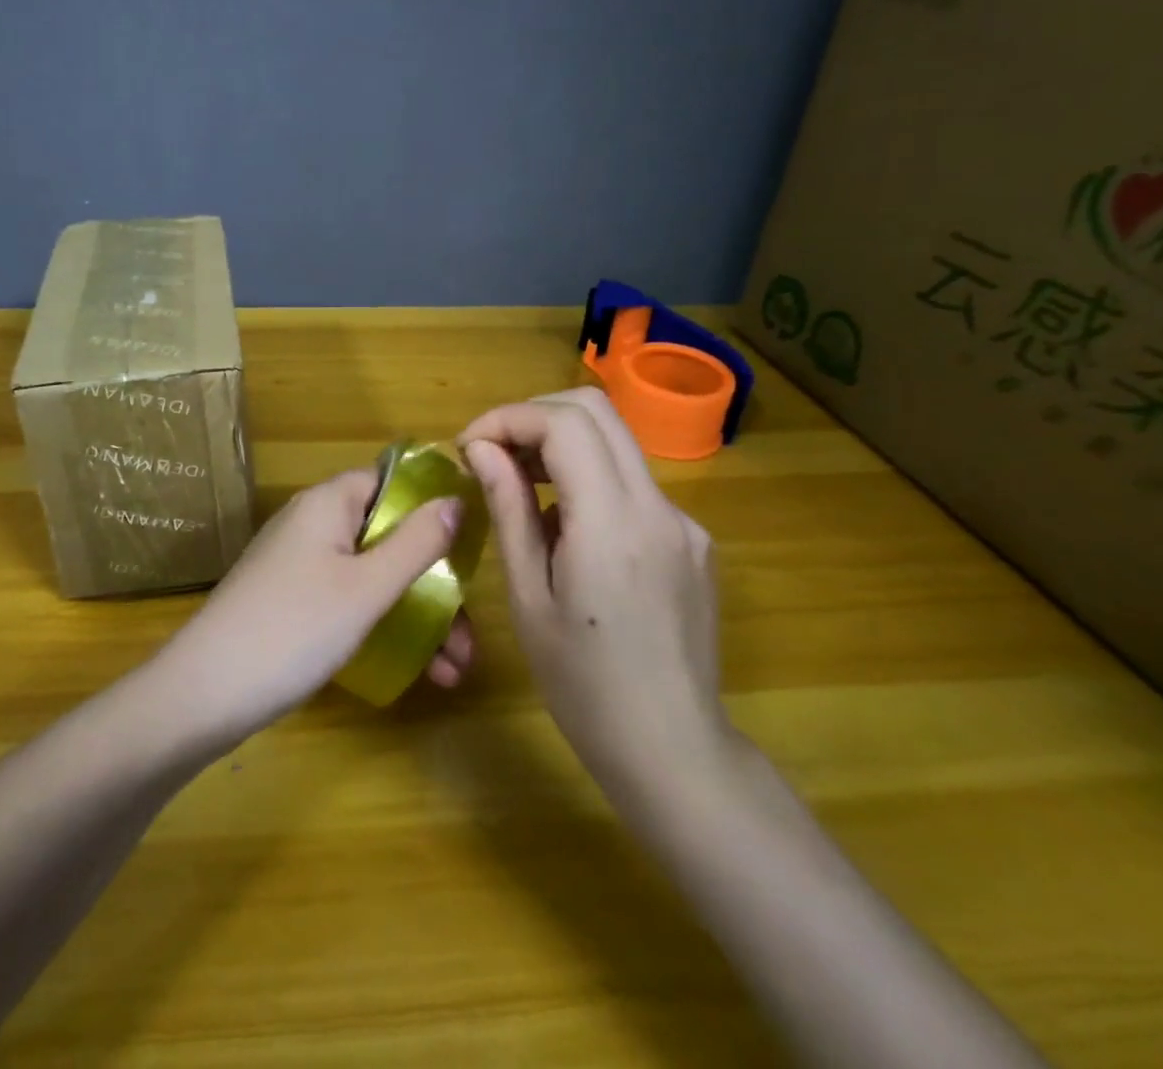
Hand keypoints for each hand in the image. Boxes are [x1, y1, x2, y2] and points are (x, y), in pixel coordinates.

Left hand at [155, 470, 476, 744]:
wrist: (204, 693)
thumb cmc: (294, 628)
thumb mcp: (367, 588)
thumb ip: (416, 543)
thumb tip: (456, 501)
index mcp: (328, 504)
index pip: (391, 482)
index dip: (432, 507)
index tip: (471, 548)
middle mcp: (313, 524)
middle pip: (388, 537)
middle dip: (434, 583)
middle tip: (469, 635)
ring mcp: (300, 565)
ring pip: (373, 577)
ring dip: (417, 615)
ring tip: (454, 668)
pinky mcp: (292, 602)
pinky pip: (350, 601)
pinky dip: (383, 627)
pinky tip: (419, 672)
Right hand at [459, 389, 734, 797]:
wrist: (674, 751)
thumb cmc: (583, 686)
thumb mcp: (528, 598)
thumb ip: (510, 510)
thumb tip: (483, 450)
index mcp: (613, 523)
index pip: (565, 423)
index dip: (509, 418)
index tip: (470, 446)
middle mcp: (658, 506)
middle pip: (597, 411)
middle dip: (534, 416)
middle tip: (491, 453)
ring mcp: (683, 522)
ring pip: (616, 443)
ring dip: (561, 445)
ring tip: (519, 489)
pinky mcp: (692, 541)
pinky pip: (632, 484)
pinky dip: (589, 481)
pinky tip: (567, 533)